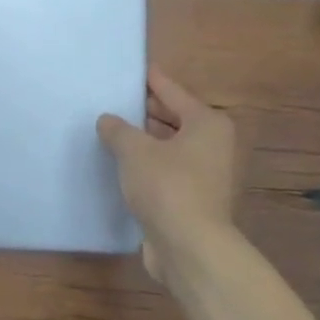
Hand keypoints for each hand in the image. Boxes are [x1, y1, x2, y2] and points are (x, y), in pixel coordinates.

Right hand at [98, 66, 237, 280]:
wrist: (191, 250)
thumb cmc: (168, 187)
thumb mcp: (135, 150)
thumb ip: (118, 130)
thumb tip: (107, 120)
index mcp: (206, 123)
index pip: (172, 91)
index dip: (151, 80)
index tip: (133, 68)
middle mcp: (212, 145)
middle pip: (174, 118)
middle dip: (145, 111)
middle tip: (115, 99)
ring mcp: (205, 175)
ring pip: (169, 147)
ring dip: (145, 141)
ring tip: (112, 130)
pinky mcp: (193, 201)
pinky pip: (166, 172)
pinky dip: (147, 166)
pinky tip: (121, 164)